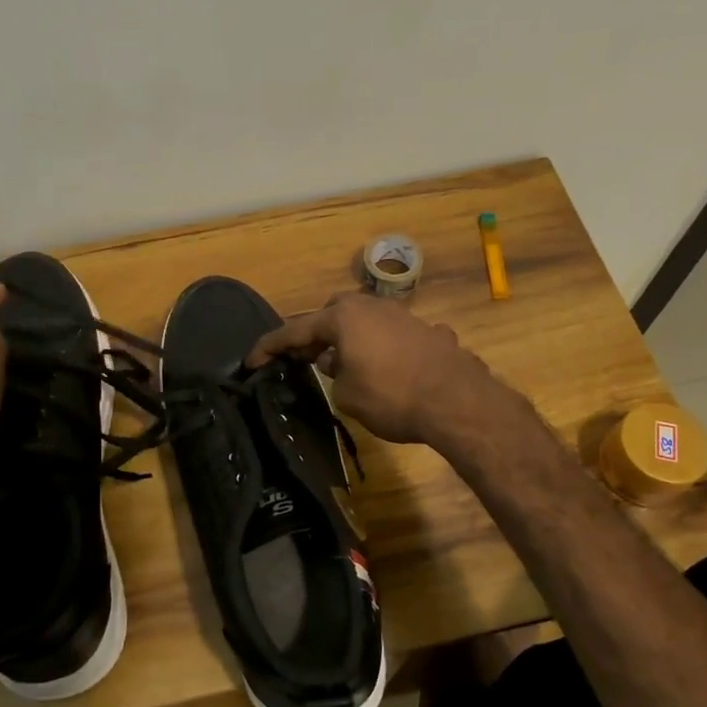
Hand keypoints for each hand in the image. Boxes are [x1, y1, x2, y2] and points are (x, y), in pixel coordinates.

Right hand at [245, 293, 507, 444]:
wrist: (456, 401)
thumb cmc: (391, 397)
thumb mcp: (347, 395)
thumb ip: (334, 375)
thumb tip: (336, 362)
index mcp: (342, 317)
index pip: (294, 330)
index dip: (269, 348)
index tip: (251, 362)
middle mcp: (371, 306)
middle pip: (331, 316)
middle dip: (315, 335)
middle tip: (305, 359)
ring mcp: (402, 315)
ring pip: (364, 322)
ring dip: (349, 340)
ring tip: (344, 366)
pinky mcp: (426, 330)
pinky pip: (393, 336)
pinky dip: (383, 349)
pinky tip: (389, 369)